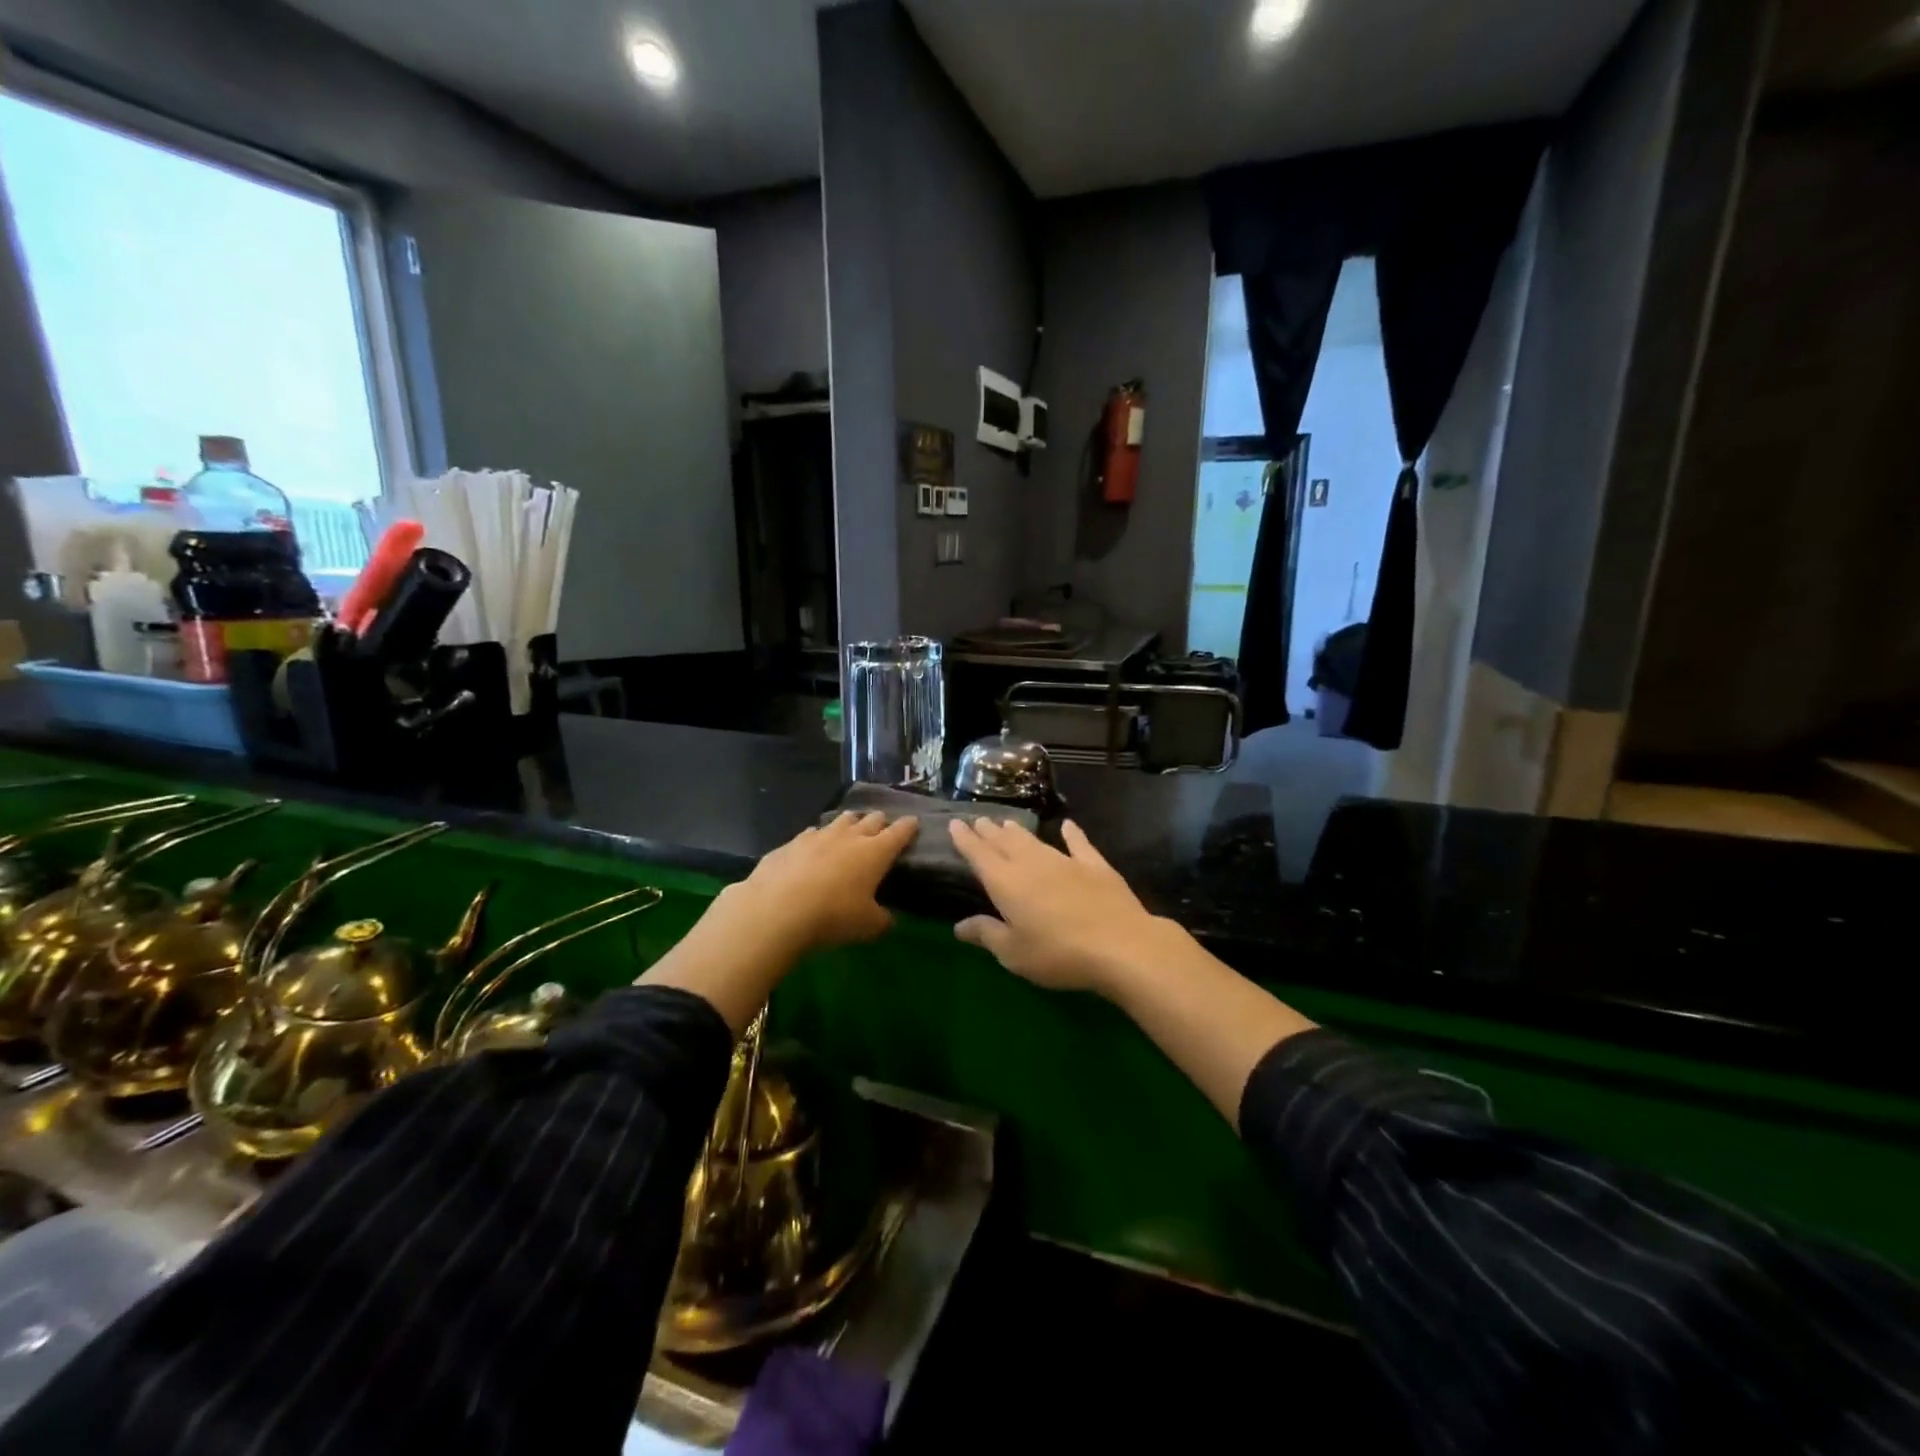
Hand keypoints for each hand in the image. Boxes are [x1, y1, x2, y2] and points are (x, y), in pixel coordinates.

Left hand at [727, 811, 919, 954]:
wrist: (777, 909)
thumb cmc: (833, 916)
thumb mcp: (868, 926)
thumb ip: (882, 920)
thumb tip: (888, 919)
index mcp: (875, 852)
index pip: (899, 832)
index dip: (908, 827)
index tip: (913, 823)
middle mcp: (850, 836)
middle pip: (871, 819)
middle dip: (880, 822)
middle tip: (882, 828)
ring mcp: (818, 836)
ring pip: (841, 820)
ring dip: (850, 823)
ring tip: (851, 828)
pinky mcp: (792, 842)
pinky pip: (811, 834)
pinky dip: (818, 838)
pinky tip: (814, 846)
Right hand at [948, 817, 1178, 994]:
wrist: (1120, 945)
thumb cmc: (1058, 953)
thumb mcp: (1014, 953)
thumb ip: (986, 934)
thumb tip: (959, 925)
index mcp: (1006, 883)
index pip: (980, 855)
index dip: (966, 840)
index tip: (955, 824)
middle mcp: (1032, 864)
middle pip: (1005, 843)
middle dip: (990, 831)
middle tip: (980, 820)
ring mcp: (1066, 862)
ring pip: (1035, 841)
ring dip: (1019, 832)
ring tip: (1007, 823)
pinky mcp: (1095, 867)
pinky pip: (1079, 844)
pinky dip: (1072, 834)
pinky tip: (1068, 825)